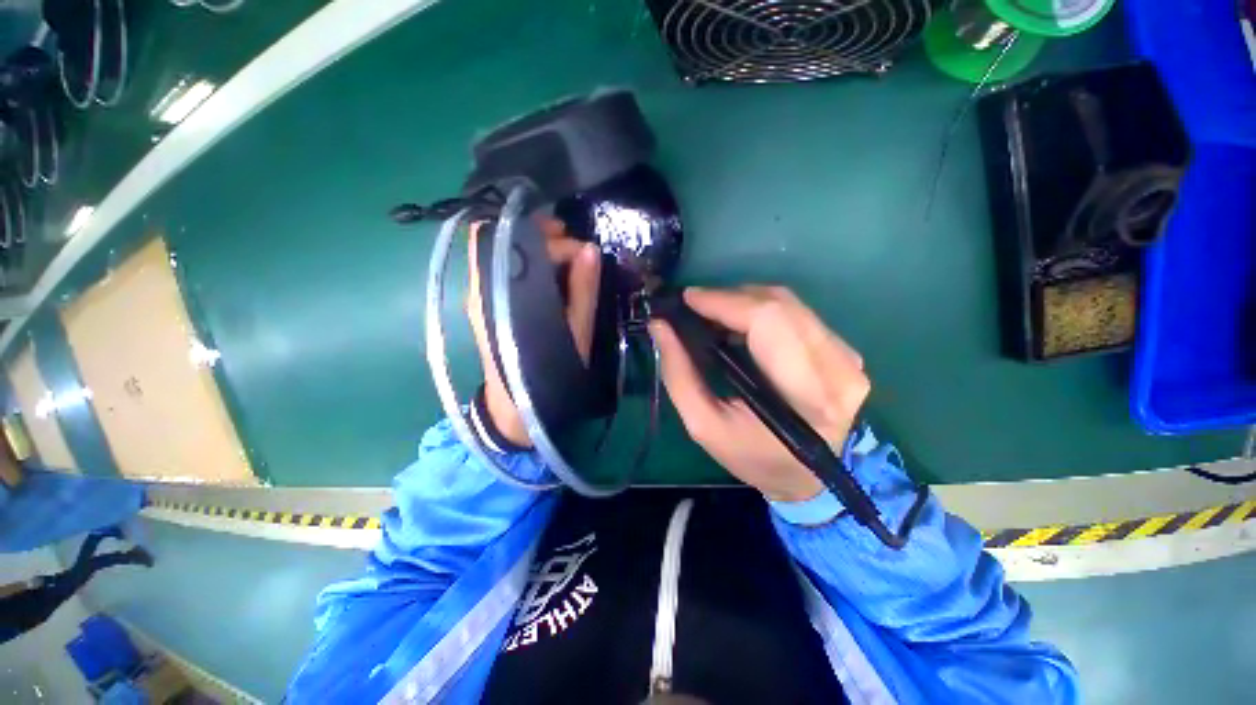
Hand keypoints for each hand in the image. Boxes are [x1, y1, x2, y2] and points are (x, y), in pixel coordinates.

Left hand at [466, 219, 601, 446]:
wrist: (516, 406)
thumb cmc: (549, 369)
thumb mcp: (575, 331)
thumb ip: (583, 290)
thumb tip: (590, 250)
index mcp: (506, 293)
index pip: (525, 245)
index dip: (557, 243)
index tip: (583, 252)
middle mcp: (483, 287)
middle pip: (503, 239)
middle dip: (539, 232)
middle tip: (571, 240)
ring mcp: (480, 295)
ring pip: (502, 252)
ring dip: (534, 245)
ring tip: (565, 254)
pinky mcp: (484, 304)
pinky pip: (503, 269)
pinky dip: (528, 262)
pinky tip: (550, 273)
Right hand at [649, 286, 868, 501]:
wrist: (808, 478)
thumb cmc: (753, 457)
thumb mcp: (704, 425)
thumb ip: (679, 374)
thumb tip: (660, 327)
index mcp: (806, 394)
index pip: (768, 321)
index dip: (725, 302)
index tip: (688, 298)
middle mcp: (837, 368)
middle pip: (780, 304)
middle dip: (731, 298)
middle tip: (696, 308)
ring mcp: (848, 358)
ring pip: (790, 304)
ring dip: (746, 302)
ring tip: (714, 315)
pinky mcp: (847, 353)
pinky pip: (799, 315)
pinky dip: (764, 312)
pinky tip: (742, 325)